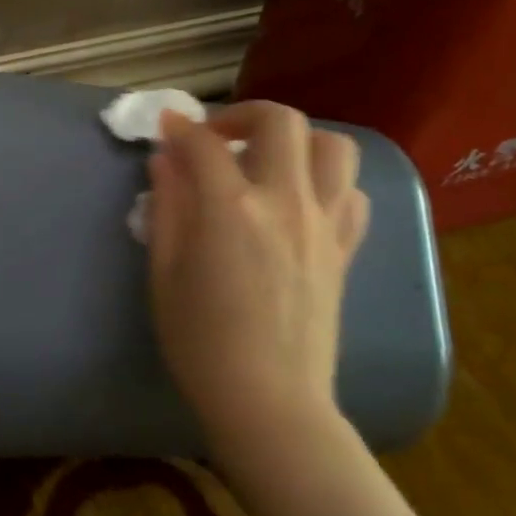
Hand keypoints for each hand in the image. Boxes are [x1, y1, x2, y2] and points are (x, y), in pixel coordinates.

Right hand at [147, 101, 370, 484]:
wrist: (269, 401)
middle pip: (281, 123)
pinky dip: (326, 181)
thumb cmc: (200, 341)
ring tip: (265, 160)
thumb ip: (167, 205)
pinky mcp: (343, 250)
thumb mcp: (164, 271)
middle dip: (243, 114)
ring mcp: (323, 225)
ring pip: (333, 148)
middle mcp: (285, 203)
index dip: (179, 127)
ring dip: (296, 140)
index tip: (165, 126)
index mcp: (231, 209)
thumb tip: (166, 160)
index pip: (204, 143)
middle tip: (217, 137)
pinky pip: (351, 194)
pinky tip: (299, 199)